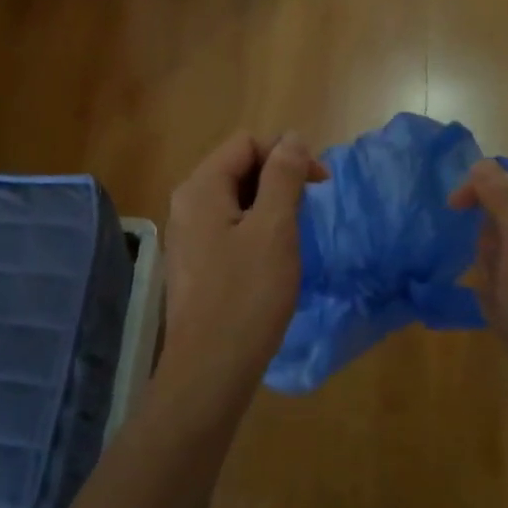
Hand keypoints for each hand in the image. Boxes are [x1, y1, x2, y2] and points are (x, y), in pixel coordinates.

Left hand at [159, 131, 326, 405]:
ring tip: (294, 238)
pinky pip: (229, 229)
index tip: (320, 185)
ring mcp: (187, 237)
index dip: (286, 154)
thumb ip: (283, 177)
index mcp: (201, 188)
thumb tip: (292, 138)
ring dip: (270, 207)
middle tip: (309, 212)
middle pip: (238, 168)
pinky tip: (273, 260)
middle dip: (278, 180)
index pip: (246, 143)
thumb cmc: (247, 295)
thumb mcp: (274, 229)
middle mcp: (187, 205)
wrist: (211, 369)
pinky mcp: (195, 264)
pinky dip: (256, 232)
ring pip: (236, 201)